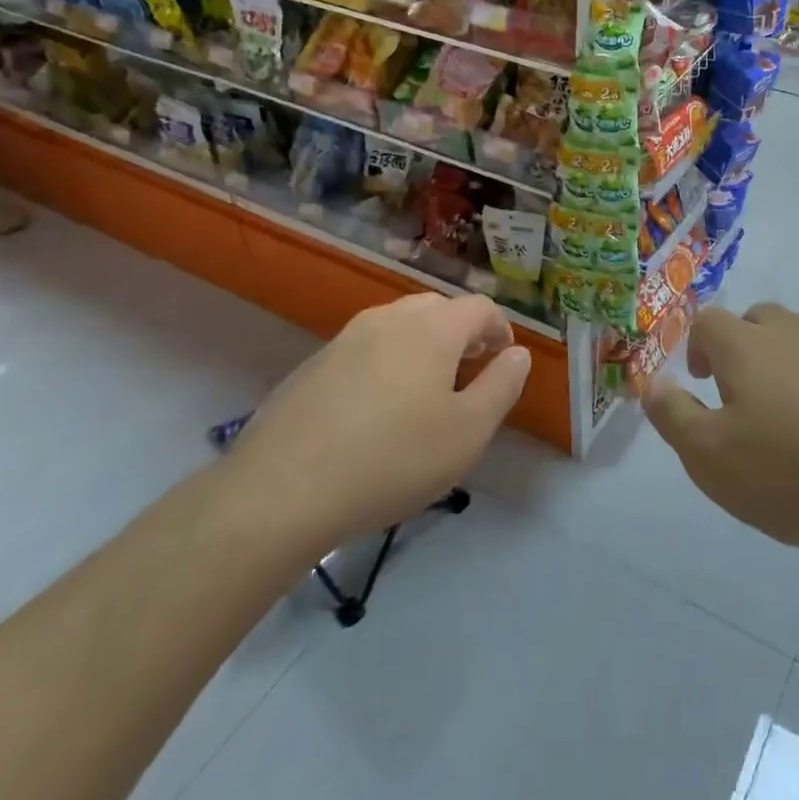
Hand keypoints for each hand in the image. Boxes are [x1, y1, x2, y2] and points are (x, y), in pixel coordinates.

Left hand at [218, 293, 528, 561]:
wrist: (281, 491)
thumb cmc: (393, 459)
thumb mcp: (469, 432)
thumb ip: (502, 386)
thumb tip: (517, 354)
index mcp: (433, 328)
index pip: (480, 308)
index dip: (500, 329)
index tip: (504, 360)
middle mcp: (389, 319)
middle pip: (437, 309)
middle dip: (462, 333)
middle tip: (469, 371)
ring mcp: (345, 339)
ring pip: (398, 326)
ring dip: (422, 346)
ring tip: (425, 389)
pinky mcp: (312, 365)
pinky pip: (364, 349)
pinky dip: (385, 363)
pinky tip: (376, 409)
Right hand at [644, 302, 798, 555]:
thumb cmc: (791, 472)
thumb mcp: (711, 458)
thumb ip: (674, 416)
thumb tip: (652, 383)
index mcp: (747, 346)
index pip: (710, 321)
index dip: (699, 346)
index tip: (703, 383)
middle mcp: (794, 333)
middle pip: (759, 320)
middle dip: (743, 347)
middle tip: (743, 397)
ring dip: (787, 366)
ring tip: (790, 420)